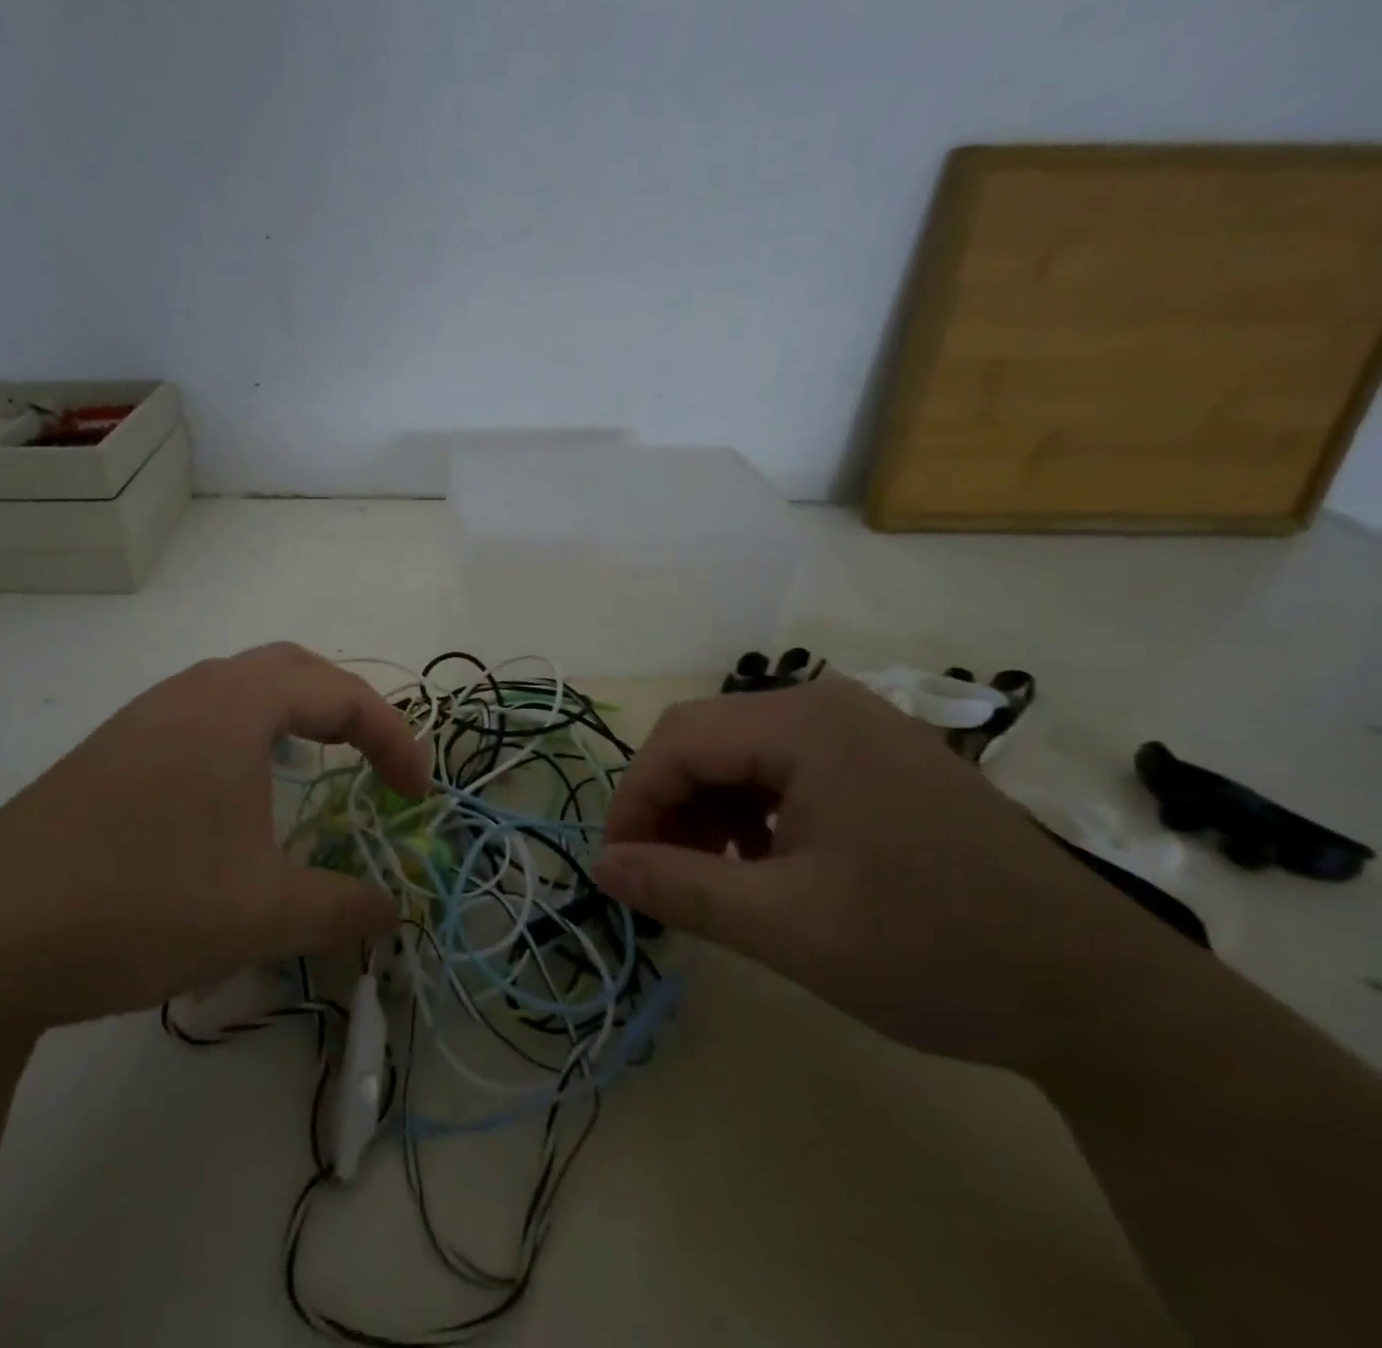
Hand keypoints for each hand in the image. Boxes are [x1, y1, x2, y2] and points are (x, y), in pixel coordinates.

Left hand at [0, 643, 428, 1029]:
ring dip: (291, 721)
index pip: (340, 694)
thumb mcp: (261, 913)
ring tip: (314, 774)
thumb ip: (342, 909)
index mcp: (233, 706)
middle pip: (290, 671)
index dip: (394, 738)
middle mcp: (188, 694)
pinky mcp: (109, 756)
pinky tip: (236, 804)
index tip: (415, 795)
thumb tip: (394, 913)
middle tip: (374, 763)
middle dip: (347, 711)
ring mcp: (140, 721)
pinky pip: (199, 723)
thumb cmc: (142, 904)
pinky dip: (244, 743)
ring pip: (239, 692)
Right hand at [593, 677, 1191, 1071]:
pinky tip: (763, 863)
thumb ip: (680, 888)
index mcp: (806, 723)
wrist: (1101, 997)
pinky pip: (783, 770)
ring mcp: (859, 730)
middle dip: (668, 806)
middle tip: (660, 879)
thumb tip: (600, 866)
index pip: (678, 741)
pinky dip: (751, 812)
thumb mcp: (789, 926)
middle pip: (706, 739)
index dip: (633, 802)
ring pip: (740, 754)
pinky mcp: (879, 761)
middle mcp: (828, 705)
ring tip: (711, 877)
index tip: (617, 870)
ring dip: (706, 810)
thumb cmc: (935, 951)